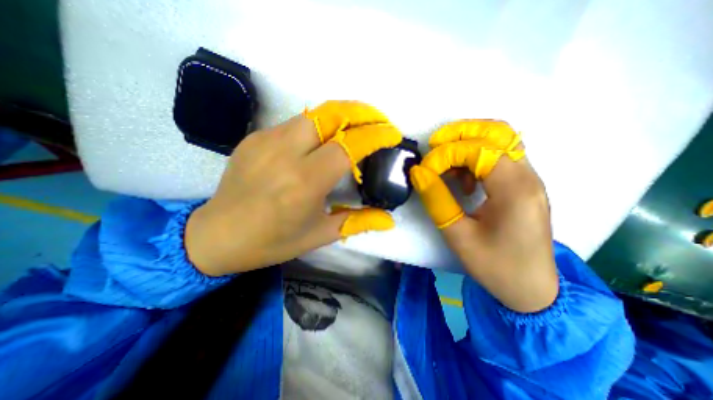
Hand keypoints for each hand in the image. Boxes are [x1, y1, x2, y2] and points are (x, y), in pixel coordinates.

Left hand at [185, 99, 403, 274]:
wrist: (216, 234)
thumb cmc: (271, 241)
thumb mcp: (319, 235)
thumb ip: (357, 222)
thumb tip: (389, 220)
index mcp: (304, 183)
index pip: (347, 146)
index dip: (374, 136)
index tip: (392, 134)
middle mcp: (285, 154)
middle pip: (330, 115)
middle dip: (362, 112)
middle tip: (379, 120)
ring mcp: (266, 141)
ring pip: (314, 115)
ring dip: (342, 115)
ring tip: (358, 125)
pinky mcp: (255, 137)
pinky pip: (295, 124)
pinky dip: (318, 126)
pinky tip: (324, 140)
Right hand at [413, 119, 556, 312]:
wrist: (533, 290)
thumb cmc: (495, 267)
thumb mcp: (458, 236)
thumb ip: (437, 201)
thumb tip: (418, 172)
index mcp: (515, 190)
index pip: (479, 150)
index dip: (446, 153)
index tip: (425, 169)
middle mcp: (528, 176)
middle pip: (498, 132)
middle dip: (460, 133)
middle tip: (434, 146)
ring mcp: (529, 179)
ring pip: (499, 141)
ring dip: (468, 144)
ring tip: (447, 166)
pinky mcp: (523, 186)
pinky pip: (500, 157)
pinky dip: (477, 158)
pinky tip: (465, 182)